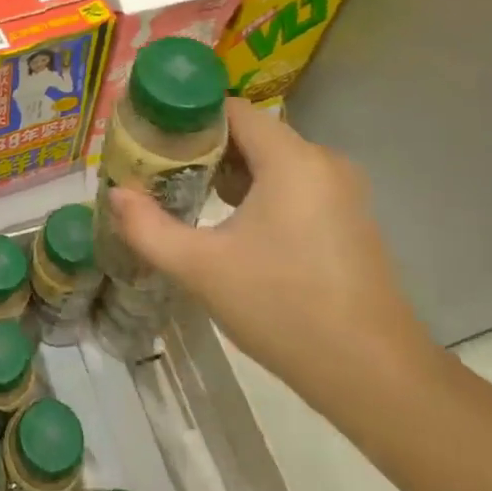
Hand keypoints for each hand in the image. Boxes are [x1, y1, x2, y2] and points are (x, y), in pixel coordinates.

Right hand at [106, 99, 436, 406]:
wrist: (378, 380)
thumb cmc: (285, 310)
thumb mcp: (201, 269)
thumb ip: (148, 228)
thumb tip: (114, 195)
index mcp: (291, 159)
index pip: (230, 110)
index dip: (186, 117)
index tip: (149, 136)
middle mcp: (321, 162)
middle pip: (249, 133)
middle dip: (201, 147)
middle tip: (158, 169)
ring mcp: (341, 192)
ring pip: (271, 160)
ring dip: (228, 171)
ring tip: (184, 194)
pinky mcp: (349, 220)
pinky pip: (292, 184)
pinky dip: (258, 191)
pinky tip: (229, 223)